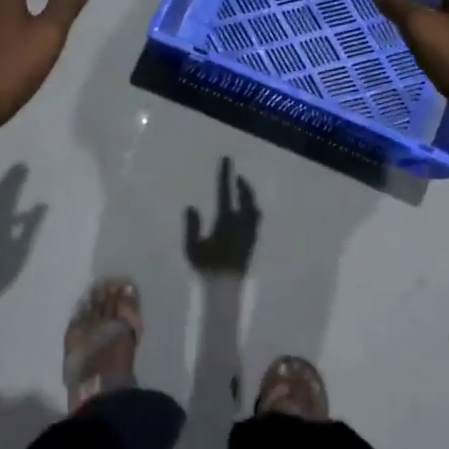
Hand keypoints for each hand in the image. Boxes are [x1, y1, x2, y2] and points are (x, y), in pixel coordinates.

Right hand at [185, 156, 259, 275]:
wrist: (225, 289)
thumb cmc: (206, 268)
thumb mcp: (193, 247)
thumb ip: (192, 226)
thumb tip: (192, 207)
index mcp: (226, 220)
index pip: (225, 191)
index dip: (226, 175)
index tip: (227, 160)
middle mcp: (242, 223)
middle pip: (247, 198)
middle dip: (243, 186)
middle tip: (237, 178)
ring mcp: (250, 233)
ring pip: (254, 209)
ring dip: (249, 198)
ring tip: (243, 194)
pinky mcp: (252, 243)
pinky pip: (255, 220)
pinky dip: (251, 210)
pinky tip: (246, 215)